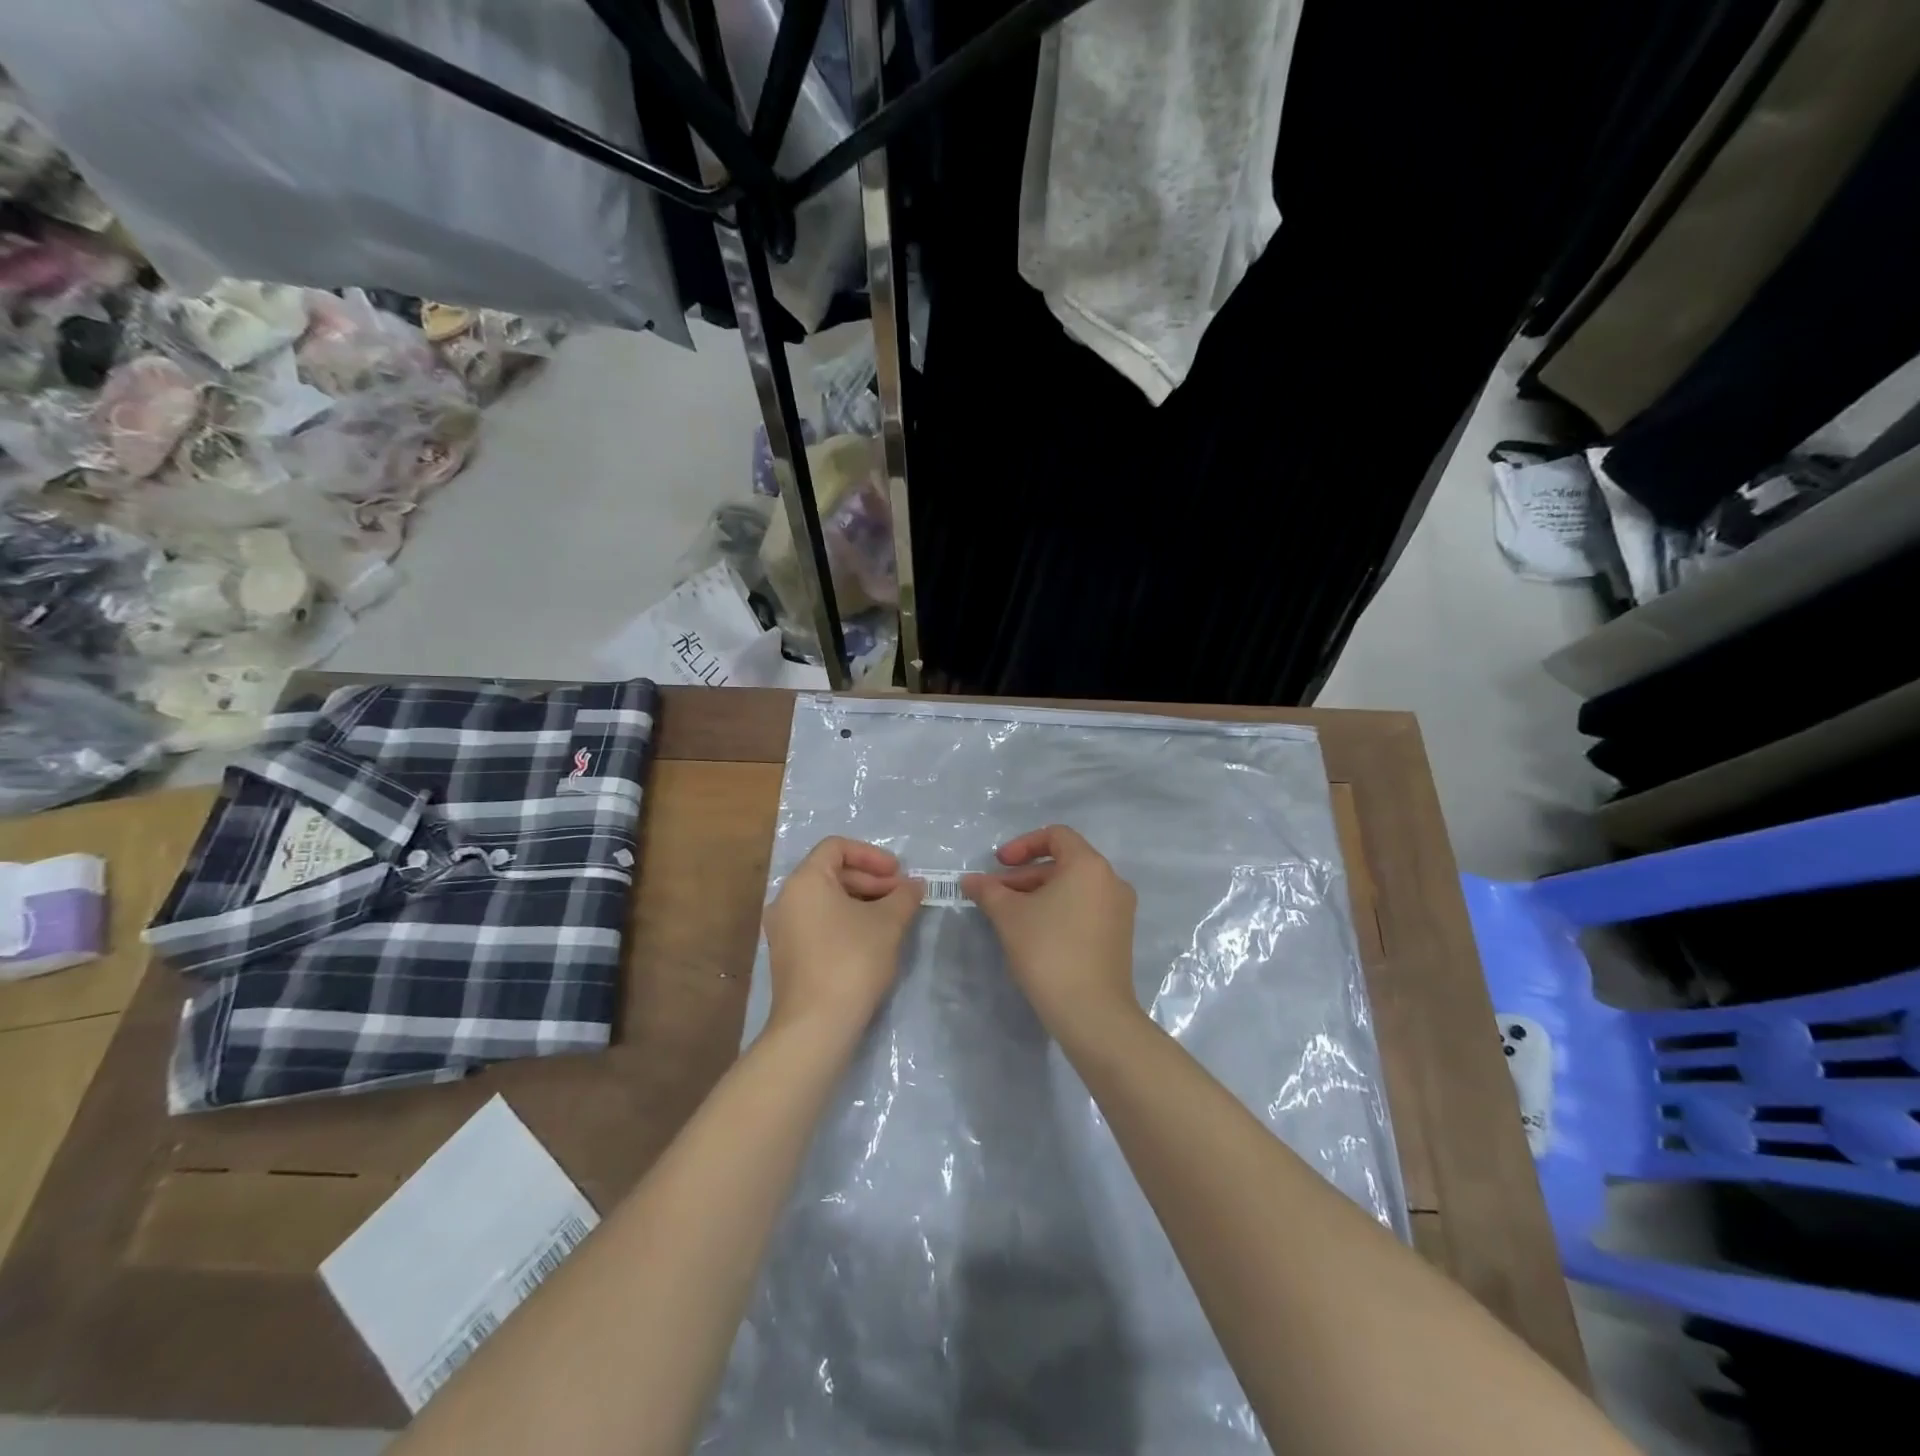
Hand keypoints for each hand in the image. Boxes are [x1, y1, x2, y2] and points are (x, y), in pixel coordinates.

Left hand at [764, 837, 921, 1033]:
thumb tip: (914, 885)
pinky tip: (871, 940)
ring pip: (826, 900)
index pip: (837, 847)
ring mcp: (783, 929)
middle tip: (901, 897)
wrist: (816, 1025)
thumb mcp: (888, 923)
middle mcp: (786, 899)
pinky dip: (845, 921)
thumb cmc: (852, 960)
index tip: (898, 874)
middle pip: (831, 873)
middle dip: (871, 881)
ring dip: (861, 901)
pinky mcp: (788, 955)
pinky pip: (819, 922)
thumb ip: (904, 896)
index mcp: (805, 881)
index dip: (871, 855)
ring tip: (892, 919)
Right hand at [962, 825, 1139, 1038]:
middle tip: (996, 895)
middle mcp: (1111, 880)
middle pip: (1064, 862)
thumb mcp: (1010, 916)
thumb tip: (970, 880)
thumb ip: (989, 891)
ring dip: (1039, 894)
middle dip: (1025, 875)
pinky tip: (1035, 934)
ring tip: (1010, 916)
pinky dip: (1059, 910)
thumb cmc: (1049, 951)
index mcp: (1089, 865)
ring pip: (1073, 888)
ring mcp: (1120, 910)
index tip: (999, 865)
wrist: (1092, 1013)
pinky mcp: (1119, 936)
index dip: (1022, 844)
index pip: (1056, 835)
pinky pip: (1085, 909)